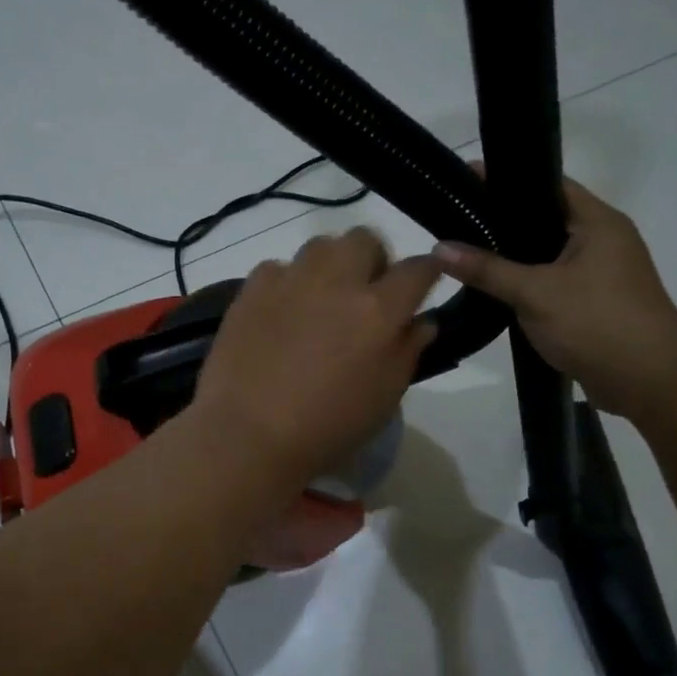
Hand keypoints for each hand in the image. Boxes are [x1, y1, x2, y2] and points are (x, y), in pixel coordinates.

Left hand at [192, 228, 438, 485]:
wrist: (249, 436)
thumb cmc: (327, 428)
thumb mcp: (384, 398)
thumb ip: (408, 351)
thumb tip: (421, 321)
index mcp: (379, 310)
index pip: (418, 268)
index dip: (427, 271)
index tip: (424, 281)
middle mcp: (337, 282)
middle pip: (365, 240)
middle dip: (373, 260)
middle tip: (365, 294)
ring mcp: (290, 281)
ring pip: (320, 246)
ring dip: (329, 266)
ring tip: (320, 300)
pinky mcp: (251, 290)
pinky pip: (277, 268)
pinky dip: (286, 283)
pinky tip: (280, 314)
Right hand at [433, 178, 676, 420]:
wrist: (649, 381)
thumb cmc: (597, 323)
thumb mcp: (535, 293)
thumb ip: (486, 269)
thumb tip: (438, 247)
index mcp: (598, 222)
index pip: (549, 184)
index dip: (508, 179)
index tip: (467, 179)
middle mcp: (604, 240)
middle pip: (547, 219)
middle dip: (505, 220)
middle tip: (458, 218)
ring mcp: (601, 274)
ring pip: (549, 254)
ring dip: (515, 256)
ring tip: (468, 252)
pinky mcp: (594, 304)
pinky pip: (553, 282)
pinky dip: (527, 283)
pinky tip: (495, 291)